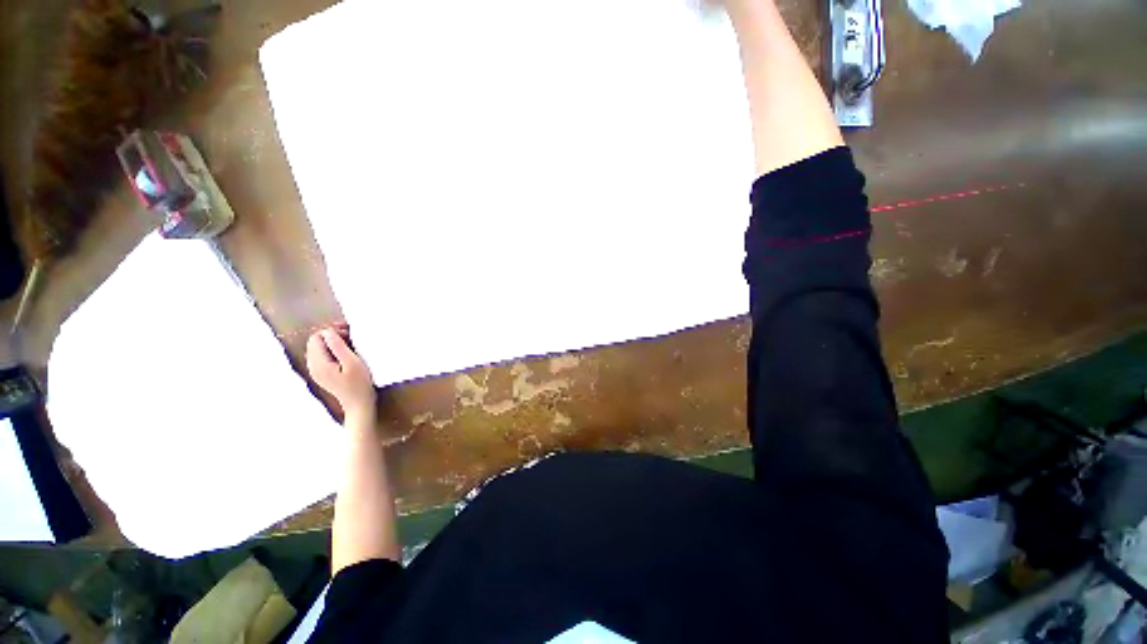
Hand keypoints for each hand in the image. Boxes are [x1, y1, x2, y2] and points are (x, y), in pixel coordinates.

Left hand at [307, 326, 376, 420]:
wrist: (359, 407)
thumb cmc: (359, 385)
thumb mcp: (352, 362)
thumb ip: (337, 345)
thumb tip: (328, 331)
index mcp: (319, 364)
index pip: (316, 337)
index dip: (331, 331)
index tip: (347, 333)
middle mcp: (312, 367)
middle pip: (314, 341)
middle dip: (329, 334)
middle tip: (347, 335)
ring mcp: (315, 372)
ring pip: (317, 347)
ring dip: (330, 341)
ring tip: (346, 343)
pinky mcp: (320, 374)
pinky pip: (320, 355)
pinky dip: (329, 350)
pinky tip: (342, 353)